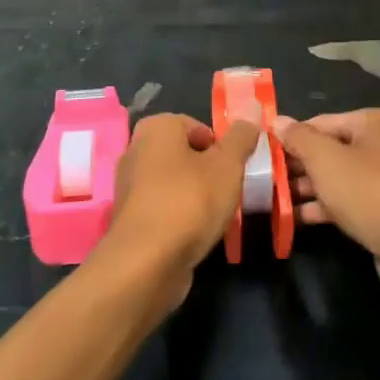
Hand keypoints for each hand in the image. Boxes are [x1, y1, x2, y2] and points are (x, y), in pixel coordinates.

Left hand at [104, 113, 257, 306]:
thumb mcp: (227, 164)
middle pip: (185, 154)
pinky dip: (179, 217)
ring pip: (174, 183)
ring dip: (195, 196)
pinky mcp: (129, 219)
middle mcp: (136, 150)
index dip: (220, 147)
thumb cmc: (190, 201)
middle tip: (228, 190)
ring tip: (214, 215)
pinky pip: (163, 208)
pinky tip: (194, 234)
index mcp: (156, 128)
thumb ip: (241, 138)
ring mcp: (129, 186)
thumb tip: (250, 116)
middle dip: (208, 171)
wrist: (147, 263)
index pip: (198, 127)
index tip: (234, 169)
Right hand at [273, 109, 379, 297]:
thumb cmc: (369, 193)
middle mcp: (379, 144)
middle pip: (327, 149)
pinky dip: (322, 206)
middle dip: (296, 166)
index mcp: (371, 122)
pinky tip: (293, 218)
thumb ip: (299, 138)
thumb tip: (277, 120)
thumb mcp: (326, 161)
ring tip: (269, 200)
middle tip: (261, 180)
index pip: (319, 122)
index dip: (289, 138)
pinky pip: (345, 200)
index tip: (261, 155)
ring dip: (305, 189)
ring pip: (335, 177)